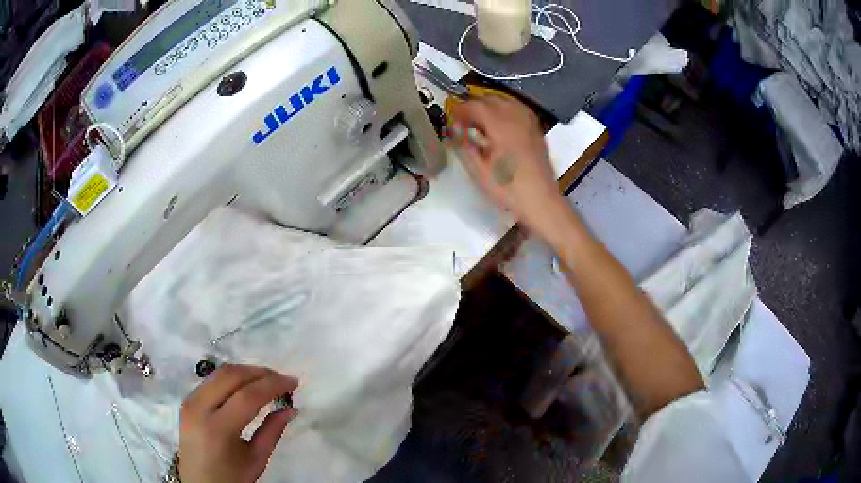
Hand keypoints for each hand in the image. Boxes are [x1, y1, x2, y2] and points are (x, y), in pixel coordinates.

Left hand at [179, 364, 297, 482]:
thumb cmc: (231, 477)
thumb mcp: (256, 459)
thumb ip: (272, 431)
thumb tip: (291, 409)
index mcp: (218, 429)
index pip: (247, 396)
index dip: (272, 385)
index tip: (293, 382)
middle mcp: (199, 408)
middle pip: (230, 376)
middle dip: (259, 373)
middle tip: (281, 379)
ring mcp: (190, 401)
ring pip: (219, 373)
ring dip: (246, 372)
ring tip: (267, 380)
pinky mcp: (187, 400)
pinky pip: (211, 380)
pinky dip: (232, 378)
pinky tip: (246, 385)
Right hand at [450, 96, 567, 240]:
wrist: (541, 201)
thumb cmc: (509, 190)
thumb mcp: (479, 171)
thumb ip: (464, 145)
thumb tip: (454, 129)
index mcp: (501, 127)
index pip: (476, 105)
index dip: (461, 109)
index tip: (452, 119)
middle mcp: (516, 118)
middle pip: (491, 99)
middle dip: (474, 106)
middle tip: (463, 121)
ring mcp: (529, 122)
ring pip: (506, 101)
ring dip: (490, 106)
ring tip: (480, 121)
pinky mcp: (536, 129)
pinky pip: (518, 108)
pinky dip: (505, 109)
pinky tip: (500, 123)